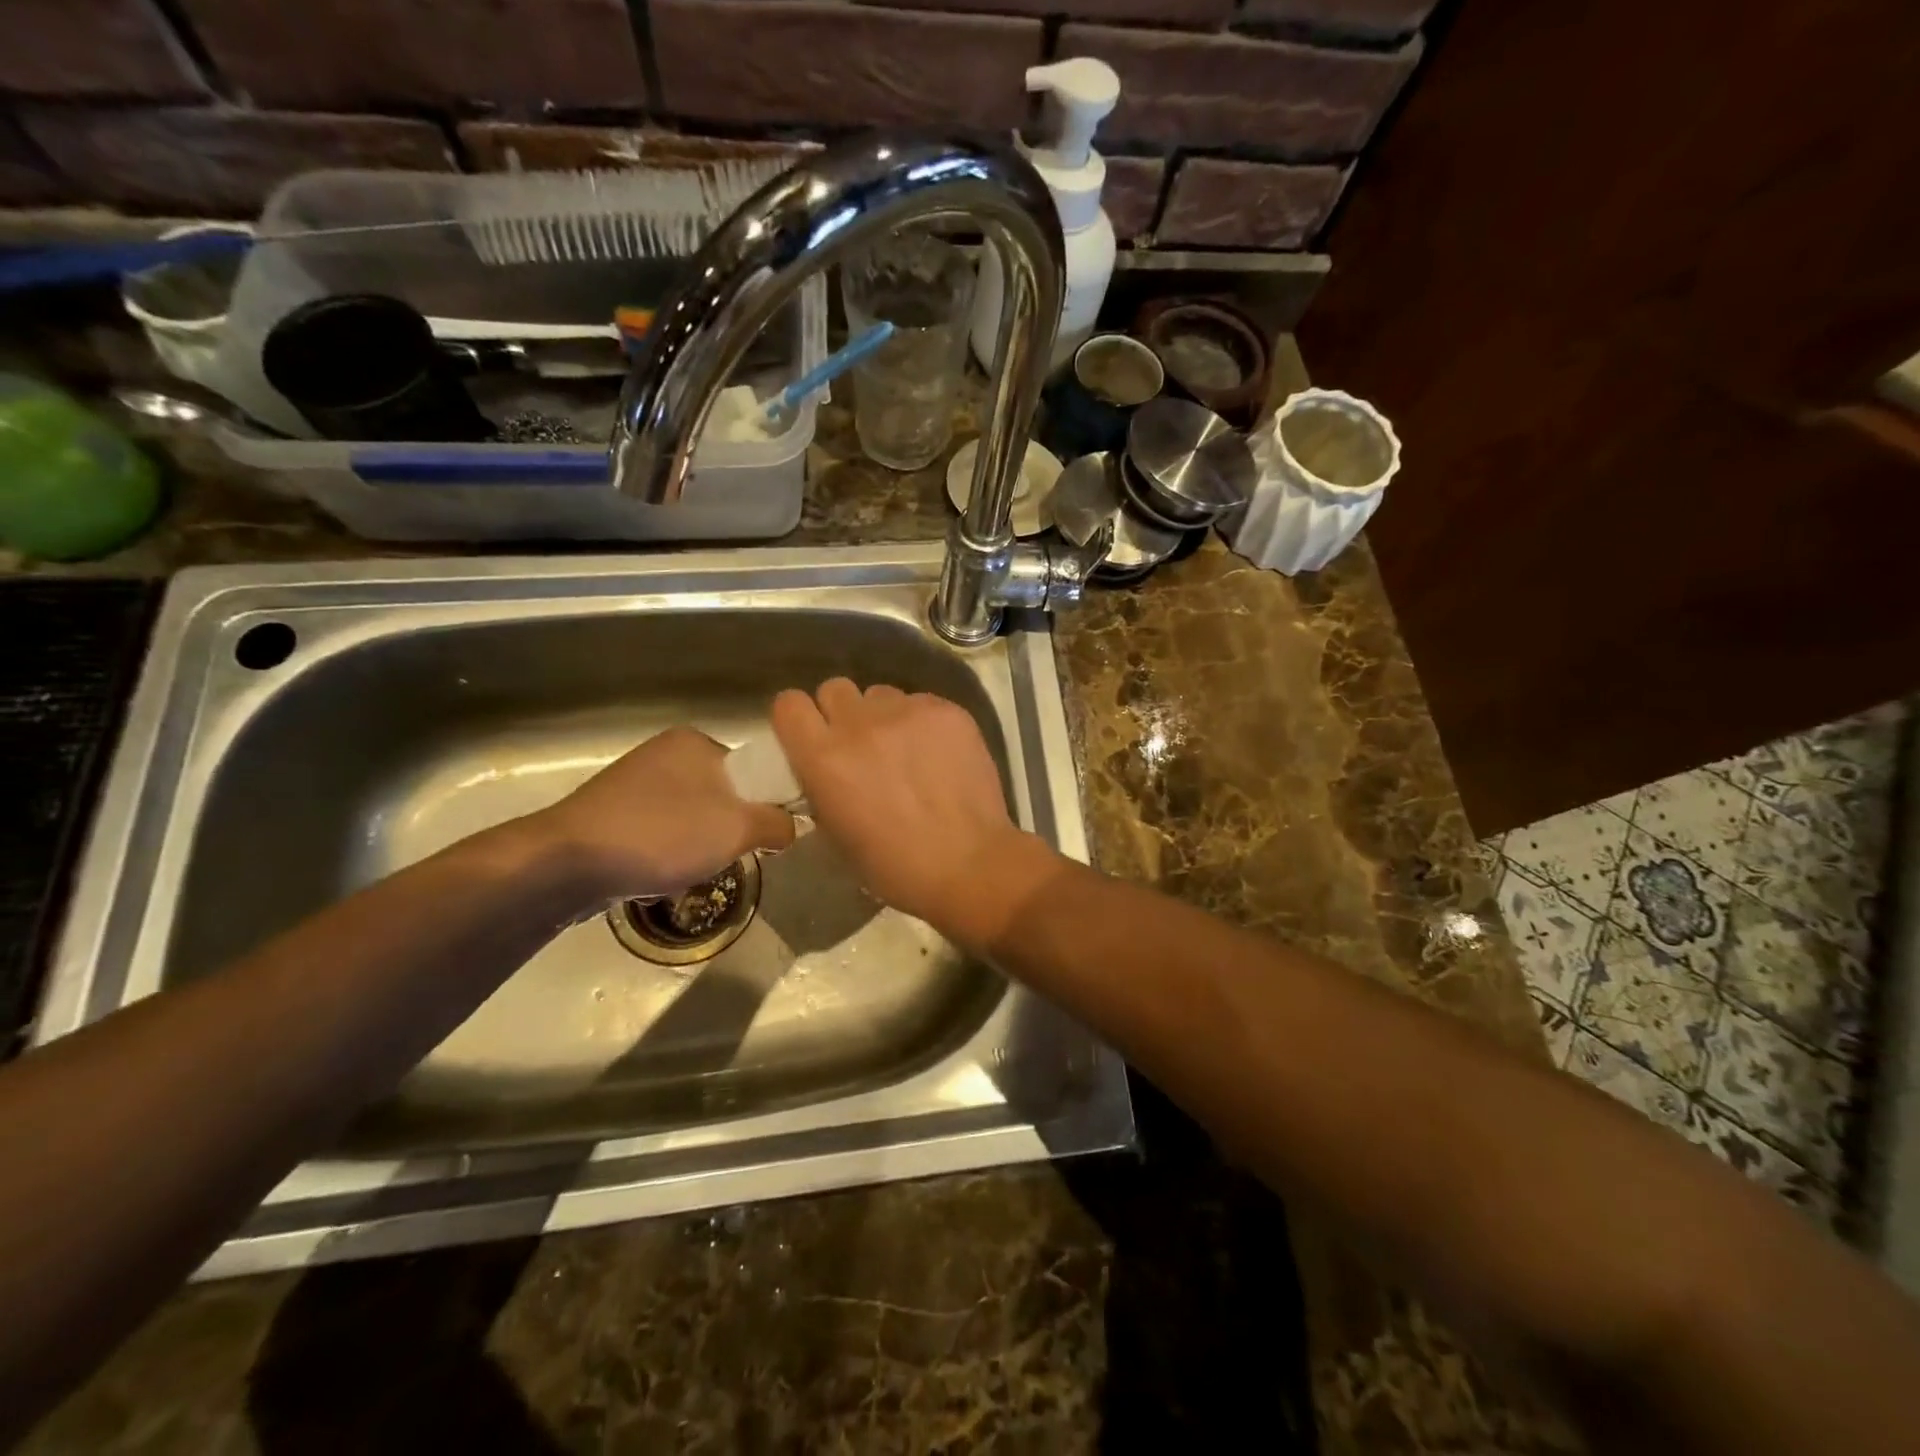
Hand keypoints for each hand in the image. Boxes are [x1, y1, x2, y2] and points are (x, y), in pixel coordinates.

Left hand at [531, 727, 794, 900]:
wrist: (566, 864)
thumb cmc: (662, 835)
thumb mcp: (738, 829)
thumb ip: (777, 823)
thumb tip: (791, 826)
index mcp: (695, 741)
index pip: (752, 769)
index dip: (764, 804)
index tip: (763, 836)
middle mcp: (664, 753)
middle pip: (722, 795)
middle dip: (728, 829)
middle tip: (727, 856)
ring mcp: (633, 782)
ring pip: (691, 816)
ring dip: (698, 844)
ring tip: (690, 869)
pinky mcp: (609, 812)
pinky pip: (659, 830)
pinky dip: (667, 851)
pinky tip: (659, 873)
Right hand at [771, 679, 1054, 946]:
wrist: (968, 864)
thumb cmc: (895, 866)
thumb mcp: (836, 834)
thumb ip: (821, 786)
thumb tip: (825, 768)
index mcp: (824, 758)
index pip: (789, 704)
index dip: (798, 719)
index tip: (811, 736)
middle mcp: (860, 724)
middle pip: (835, 689)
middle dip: (841, 713)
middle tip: (861, 743)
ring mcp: (907, 712)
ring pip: (881, 694)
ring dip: (884, 716)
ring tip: (905, 750)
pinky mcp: (946, 711)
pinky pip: (921, 702)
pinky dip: (922, 722)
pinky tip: (938, 753)